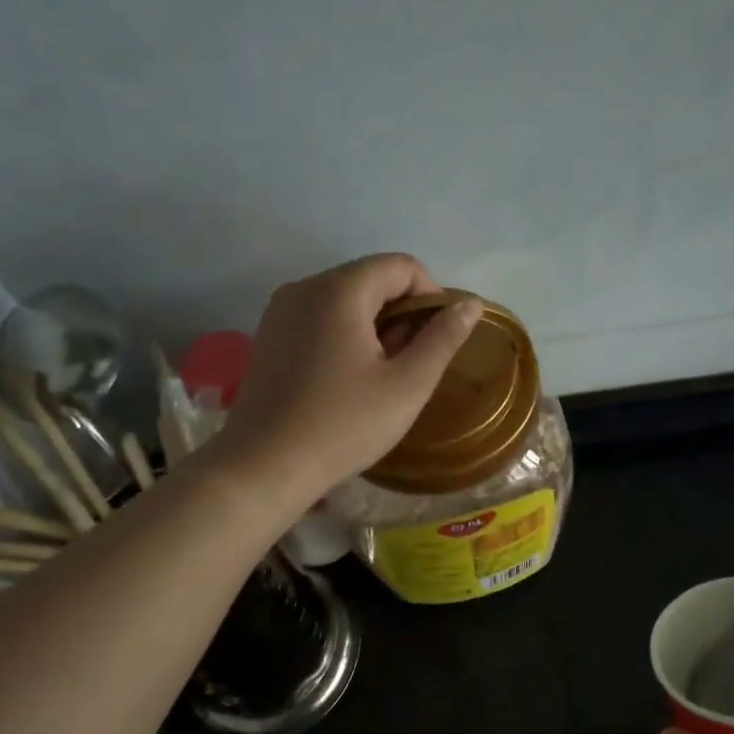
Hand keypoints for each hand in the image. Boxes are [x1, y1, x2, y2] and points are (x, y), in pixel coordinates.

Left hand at [215, 254, 481, 507]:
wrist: (264, 466)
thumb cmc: (343, 426)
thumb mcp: (407, 386)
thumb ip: (442, 339)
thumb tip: (470, 304)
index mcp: (339, 290)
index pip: (401, 266)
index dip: (431, 296)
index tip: (438, 341)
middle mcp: (305, 287)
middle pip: (371, 279)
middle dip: (402, 313)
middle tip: (412, 364)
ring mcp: (281, 311)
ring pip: (345, 299)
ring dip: (375, 325)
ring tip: (382, 375)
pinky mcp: (269, 336)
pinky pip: (320, 318)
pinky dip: (346, 334)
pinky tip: (349, 379)